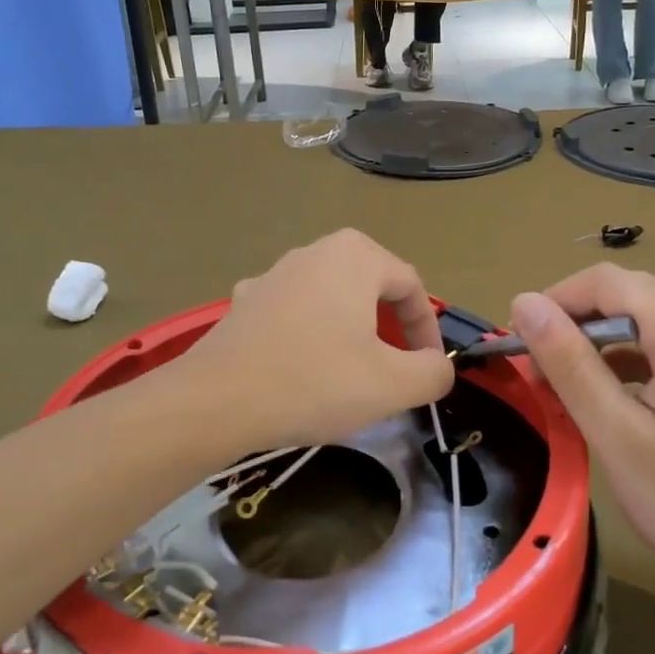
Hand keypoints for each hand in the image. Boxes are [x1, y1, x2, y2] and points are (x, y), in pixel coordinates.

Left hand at [188, 230, 454, 448]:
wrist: (216, 401)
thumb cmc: (314, 383)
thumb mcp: (392, 384)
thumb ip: (433, 372)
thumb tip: (438, 367)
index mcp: (355, 256)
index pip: (411, 286)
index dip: (427, 330)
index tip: (428, 369)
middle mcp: (313, 251)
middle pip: (371, 286)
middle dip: (390, 327)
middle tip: (395, 367)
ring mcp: (273, 274)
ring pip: (331, 298)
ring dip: (352, 331)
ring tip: (353, 372)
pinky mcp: (245, 302)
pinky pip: (294, 312)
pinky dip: (311, 335)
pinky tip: (303, 366)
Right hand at [508, 265, 654, 607]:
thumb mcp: (616, 434)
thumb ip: (569, 363)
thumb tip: (524, 303)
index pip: (610, 282)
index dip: (556, 300)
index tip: (518, 341)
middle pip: (631, 297)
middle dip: (576, 325)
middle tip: (536, 372)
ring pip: (648, 321)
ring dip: (600, 344)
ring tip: (563, 388)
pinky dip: (630, 361)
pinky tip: (608, 397)